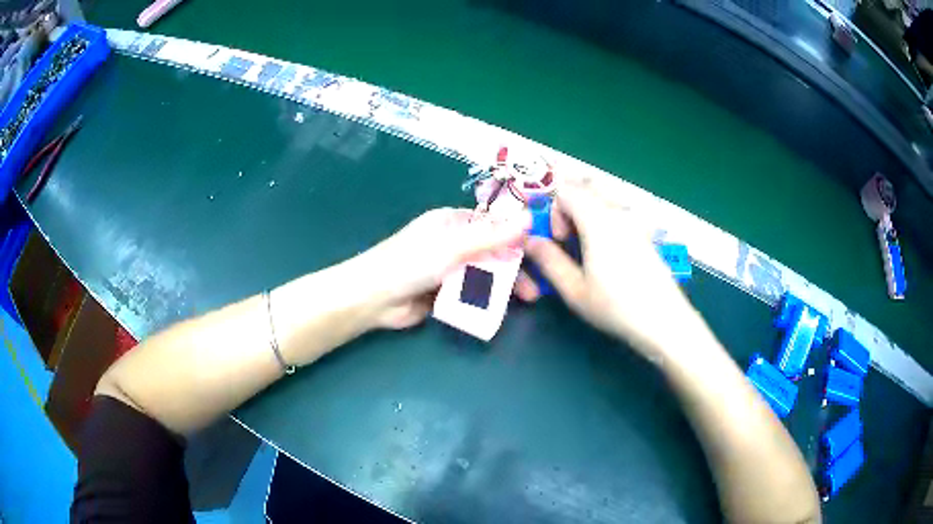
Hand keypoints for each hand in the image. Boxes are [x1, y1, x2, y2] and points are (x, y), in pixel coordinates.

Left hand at [357, 207, 530, 329]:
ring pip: (483, 274)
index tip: (540, 250)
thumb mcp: (454, 247)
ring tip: (526, 299)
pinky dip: (485, 298)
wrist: (375, 299)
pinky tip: (500, 308)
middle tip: (535, 285)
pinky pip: (470, 293)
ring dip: (503, 285)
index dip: (515, 236)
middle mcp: (451, 242)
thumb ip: (492, 236)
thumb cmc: (412, 263)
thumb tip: (528, 219)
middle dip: (514, 267)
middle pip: (490, 252)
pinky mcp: (443, 292)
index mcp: (451, 222)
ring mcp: (447, 269)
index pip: (491, 224)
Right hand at [521, 175, 703, 361]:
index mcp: (598, 221)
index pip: (567, 191)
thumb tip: (529, 241)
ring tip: (584, 242)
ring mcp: (635, 220)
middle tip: (567, 235)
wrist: (663, 319)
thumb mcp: (575, 290)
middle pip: (586, 186)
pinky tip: (606, 249)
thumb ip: (549, 261)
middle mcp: (618, 212)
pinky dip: (603, 215)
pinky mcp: (645, 232)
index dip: (553, 210)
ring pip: (604, 195)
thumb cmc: (616, 307)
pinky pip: (618, 209)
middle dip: (569, 203)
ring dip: (586, 208)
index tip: (558, 239)